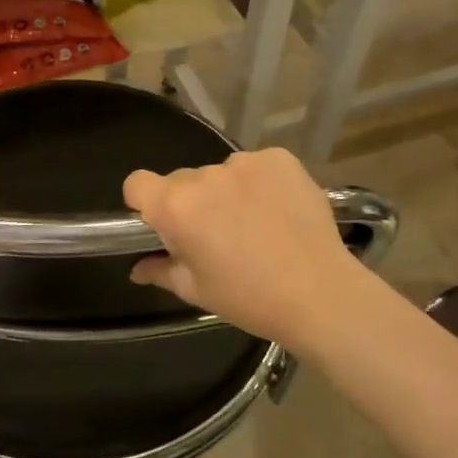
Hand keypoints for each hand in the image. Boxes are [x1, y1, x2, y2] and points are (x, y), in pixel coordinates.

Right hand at [124, 148, 371, 348]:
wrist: (321, 294)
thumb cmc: (249, 299)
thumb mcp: (196, 291)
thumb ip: (160, 271)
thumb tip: (138, 268)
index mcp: (175, 207)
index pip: (136, 183)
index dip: (144, 202)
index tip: (163, 224)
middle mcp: (204, 176)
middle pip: (181, 180)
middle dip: (191, 202)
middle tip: (216, 235)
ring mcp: (244, 162)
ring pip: (220, 173)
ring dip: (227, 192)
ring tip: (255, 225)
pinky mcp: (279, 158)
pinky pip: (256, 166)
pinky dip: (260, 183)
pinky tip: (278, 211)